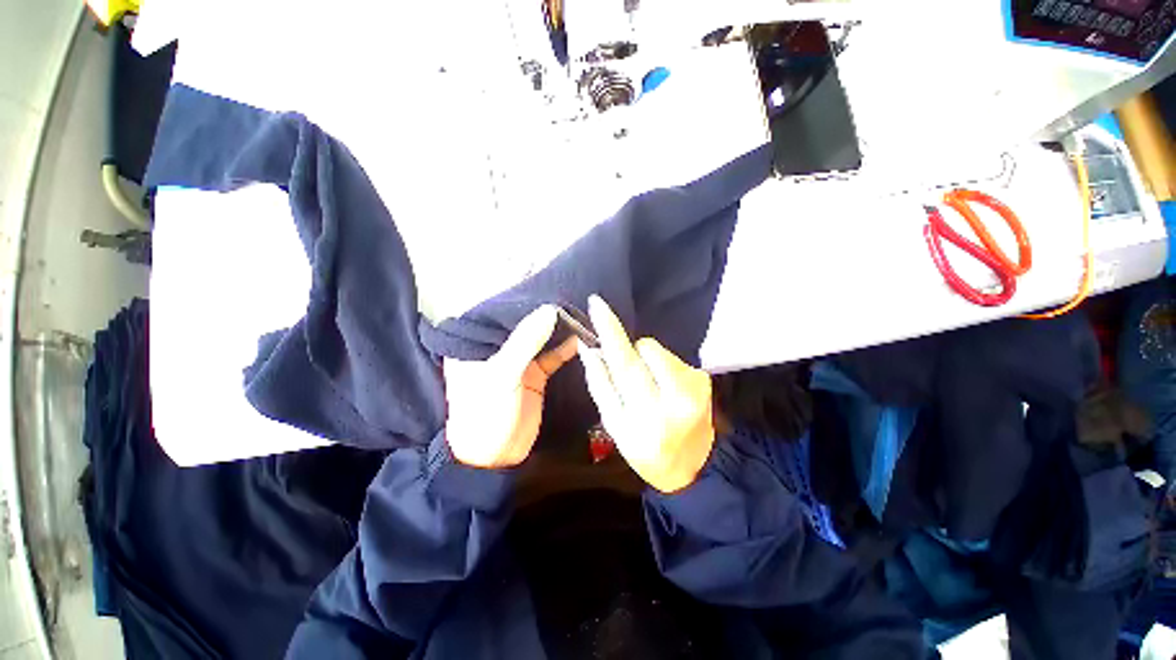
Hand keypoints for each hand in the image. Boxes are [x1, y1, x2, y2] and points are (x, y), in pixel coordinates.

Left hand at [444, 305, 577, 467]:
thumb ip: (525, 341)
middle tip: (570, 297)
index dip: (523, 301)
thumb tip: (549, 310)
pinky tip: (580, 339)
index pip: (501, 313)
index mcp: (478, 343)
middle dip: (545, 313)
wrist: (494, 457)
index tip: (549, 285)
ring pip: (541, 338)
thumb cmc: (486, 413)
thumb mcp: (502, 375)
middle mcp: (498, 348)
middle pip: (524, 324)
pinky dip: (565, 349)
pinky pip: (552, 356)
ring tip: (579, 314)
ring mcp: (519, 361)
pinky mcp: (535, 374)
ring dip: (558, 330)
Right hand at [579, 295, 714, 492]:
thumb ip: (601, 384)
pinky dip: (661, 366)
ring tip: (648, 386)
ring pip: (656, 351)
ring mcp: (695, 387)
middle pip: (644, 350)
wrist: (693, 467)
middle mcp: (676, 398)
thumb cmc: (645, 450)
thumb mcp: (615, 425)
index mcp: (648, 415)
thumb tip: (590, 348)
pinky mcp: (704, 379)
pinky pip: (670, 357)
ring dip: (645, 361)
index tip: (598, 304)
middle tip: (626, 370)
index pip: (625, 365)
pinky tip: (665, 387)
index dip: (609, 332)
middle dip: (628, 349)